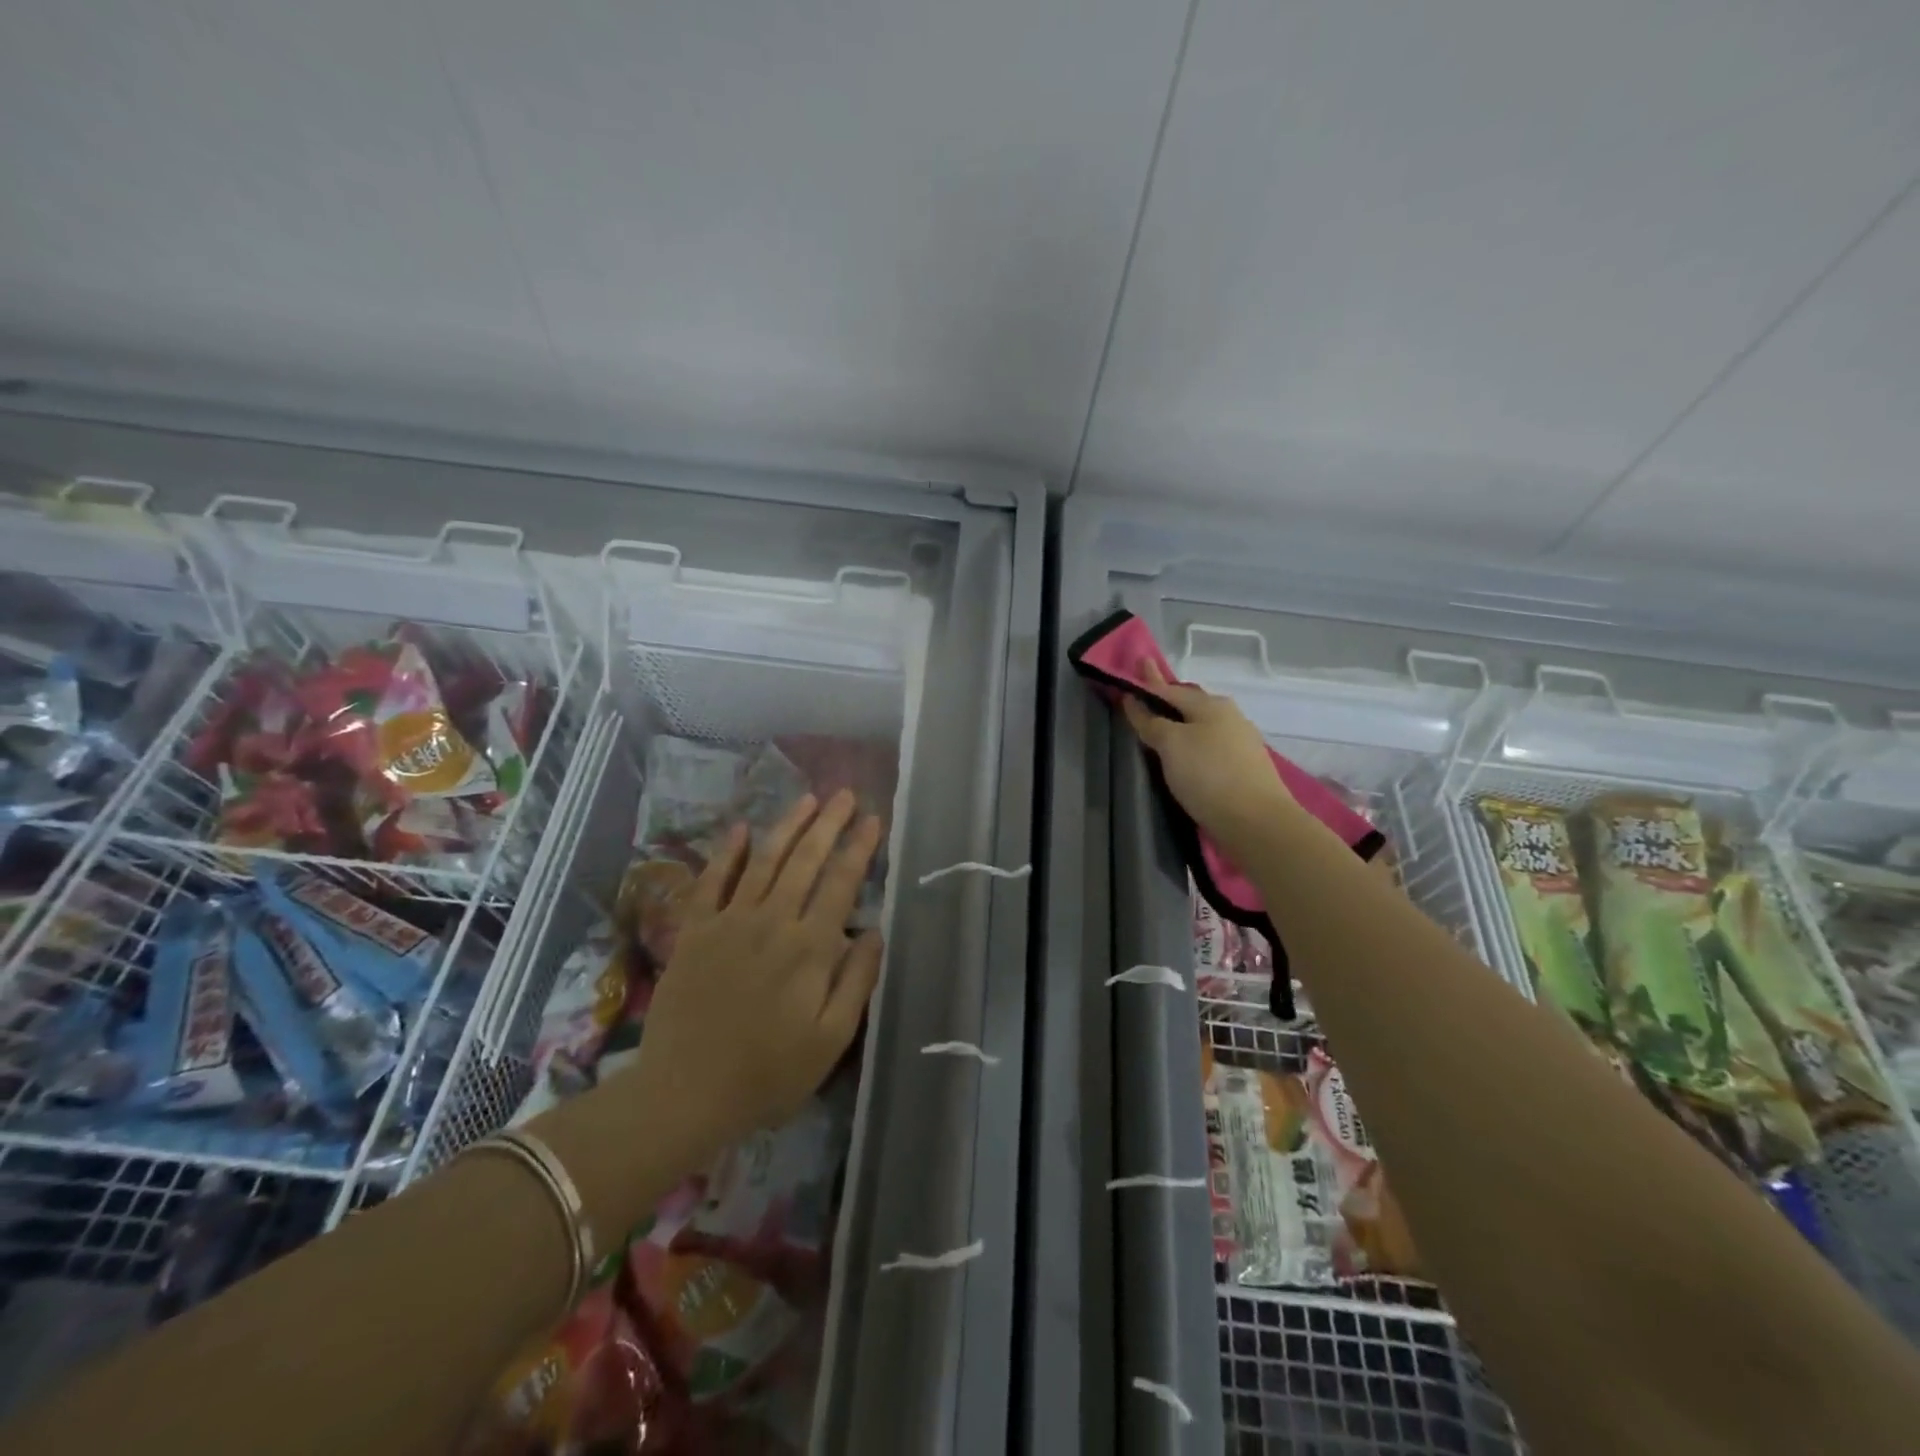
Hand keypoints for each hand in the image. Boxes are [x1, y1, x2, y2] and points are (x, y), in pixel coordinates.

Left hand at [629, 790, 884, 1158]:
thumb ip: (857, 981)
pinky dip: (726, 853)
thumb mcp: (830, 1039)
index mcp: (810, 947)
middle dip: (828, 823)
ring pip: (763, 861)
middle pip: (805, 860)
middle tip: (844, 794)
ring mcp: (729, 922)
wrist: (685, 1094)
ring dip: (787, 826)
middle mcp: (772, 921)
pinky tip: (739, 828)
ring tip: (807, 799)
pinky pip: (711, 882)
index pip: (841, 882)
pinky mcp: (694, 932)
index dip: (859, 847)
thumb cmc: (768, 1073)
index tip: (873, 819)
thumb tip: (875, 931)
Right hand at [1120, 660, 1297, 845]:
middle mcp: (1229, 717)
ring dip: (1181, 724)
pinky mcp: (1244, 768)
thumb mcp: (1170, 744)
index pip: (1170, 689)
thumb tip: (1135, 701)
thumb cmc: (1208, 775)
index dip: (1148, 684)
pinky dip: (1193, 744)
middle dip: (1168, 699)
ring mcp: (1240, 742)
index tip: (1131, 674)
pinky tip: (1186, 755)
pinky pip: (1210, 746)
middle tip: (1146, 697)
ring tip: (1162, 728)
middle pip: (1190, 704)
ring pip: (1202, 726)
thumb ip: (1151, 721)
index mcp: (1211, 704)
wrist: (1257, 822)